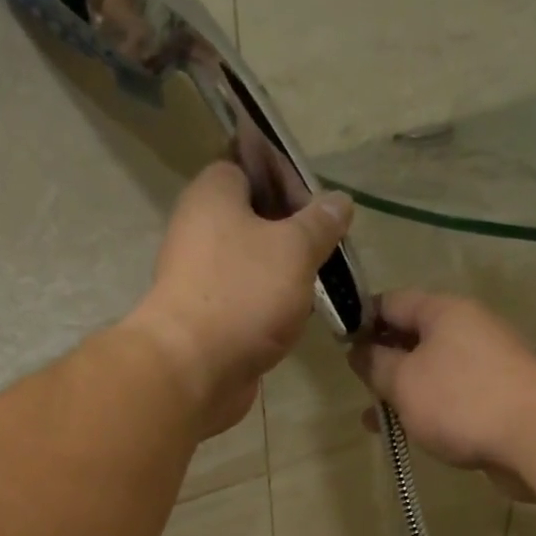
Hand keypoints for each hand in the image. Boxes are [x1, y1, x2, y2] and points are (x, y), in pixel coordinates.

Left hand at [125, 161, 353, 434]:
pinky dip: (270, 304)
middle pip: (254, 217)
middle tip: (330, 246)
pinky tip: (299, 315)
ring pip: (252, 262)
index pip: (250, 165)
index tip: (321, 204)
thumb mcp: (295, 248)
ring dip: (285, 272)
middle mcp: (200, 228)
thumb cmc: (243, 294)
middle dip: (293, 231)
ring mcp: (201, 276)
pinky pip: (246, 299)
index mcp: (213, 194)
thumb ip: (320, 223)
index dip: (288, 178)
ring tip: (323, 282)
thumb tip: (340, 200)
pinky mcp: (208, 317)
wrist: (194, 369)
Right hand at [347, 290, 535, 496]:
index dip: (361, 319)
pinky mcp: (498, 397)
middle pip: (414, 337)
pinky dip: (428, 410)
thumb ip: (375, 364)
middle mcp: (468, 329)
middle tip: (357, 388)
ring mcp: (486, 364)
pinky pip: (452, 397)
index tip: (340, 346)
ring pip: (432, 371)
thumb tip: (359, 350)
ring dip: (403, 392)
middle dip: (383, 362)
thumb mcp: (404, 381)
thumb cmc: (461, 400)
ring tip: (374, 422)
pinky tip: (412, 434)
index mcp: (443, 311)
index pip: (392, 302)